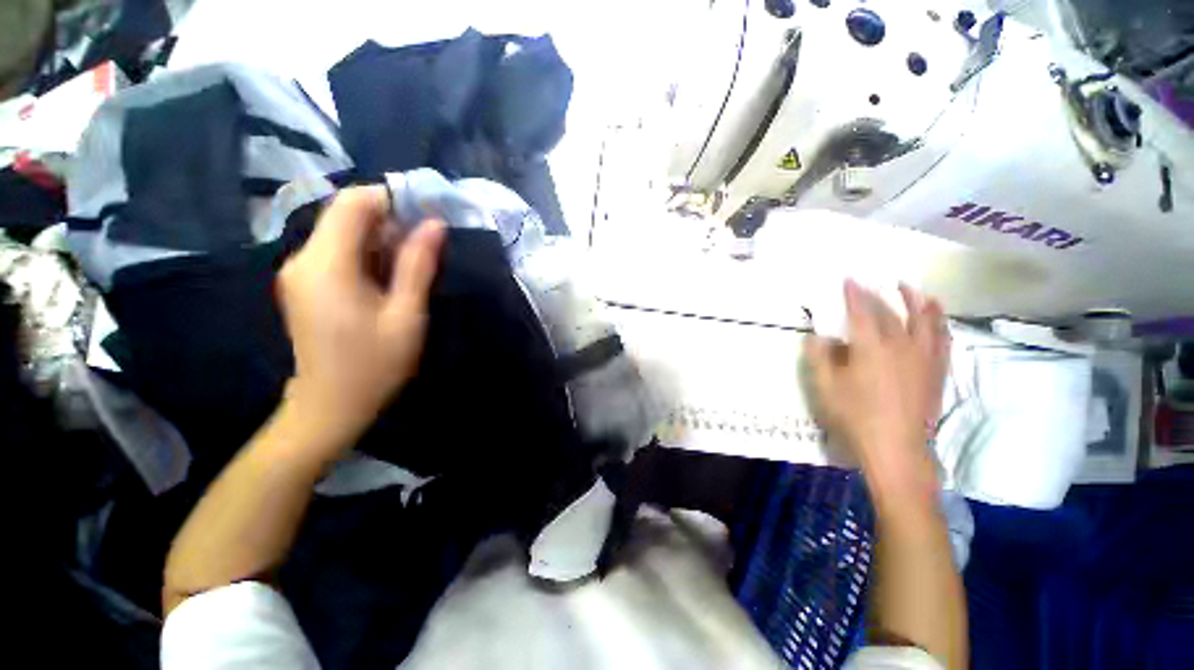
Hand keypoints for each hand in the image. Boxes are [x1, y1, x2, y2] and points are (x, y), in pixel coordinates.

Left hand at [276, 186, 445, 453]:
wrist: (330, 406)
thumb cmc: (374, 364)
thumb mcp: (406, 314)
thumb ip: (418, 265)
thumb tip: (434, 224)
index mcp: (326, 264)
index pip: (352, 203)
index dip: (390, 198)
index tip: (426, 212)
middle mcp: (304, 259)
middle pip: (346, 216)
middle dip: (390, 220)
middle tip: (428, 243)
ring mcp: (301, 273)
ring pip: (343, 234)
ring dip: (381, 240)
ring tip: (414, 264)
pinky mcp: (306, 285)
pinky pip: (338, 254)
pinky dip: (367, 255)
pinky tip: (390, 278)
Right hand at [804, 280, 948, 492]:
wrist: (896, 448)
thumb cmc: (855, 416)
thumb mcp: (825, 387)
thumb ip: (819, 357)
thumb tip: (819, 337)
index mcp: (871, 348)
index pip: (862, 312)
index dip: (854, 294)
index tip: (849, 279)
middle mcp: (901, 345)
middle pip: (891, 313)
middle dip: (878, 295)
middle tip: (870, 284)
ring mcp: (924, 357)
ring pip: (924, 320)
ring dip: (916, 300)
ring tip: (911, 287)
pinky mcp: (937, 370)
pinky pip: (942, 338)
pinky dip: (939, 321)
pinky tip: (935, 314)